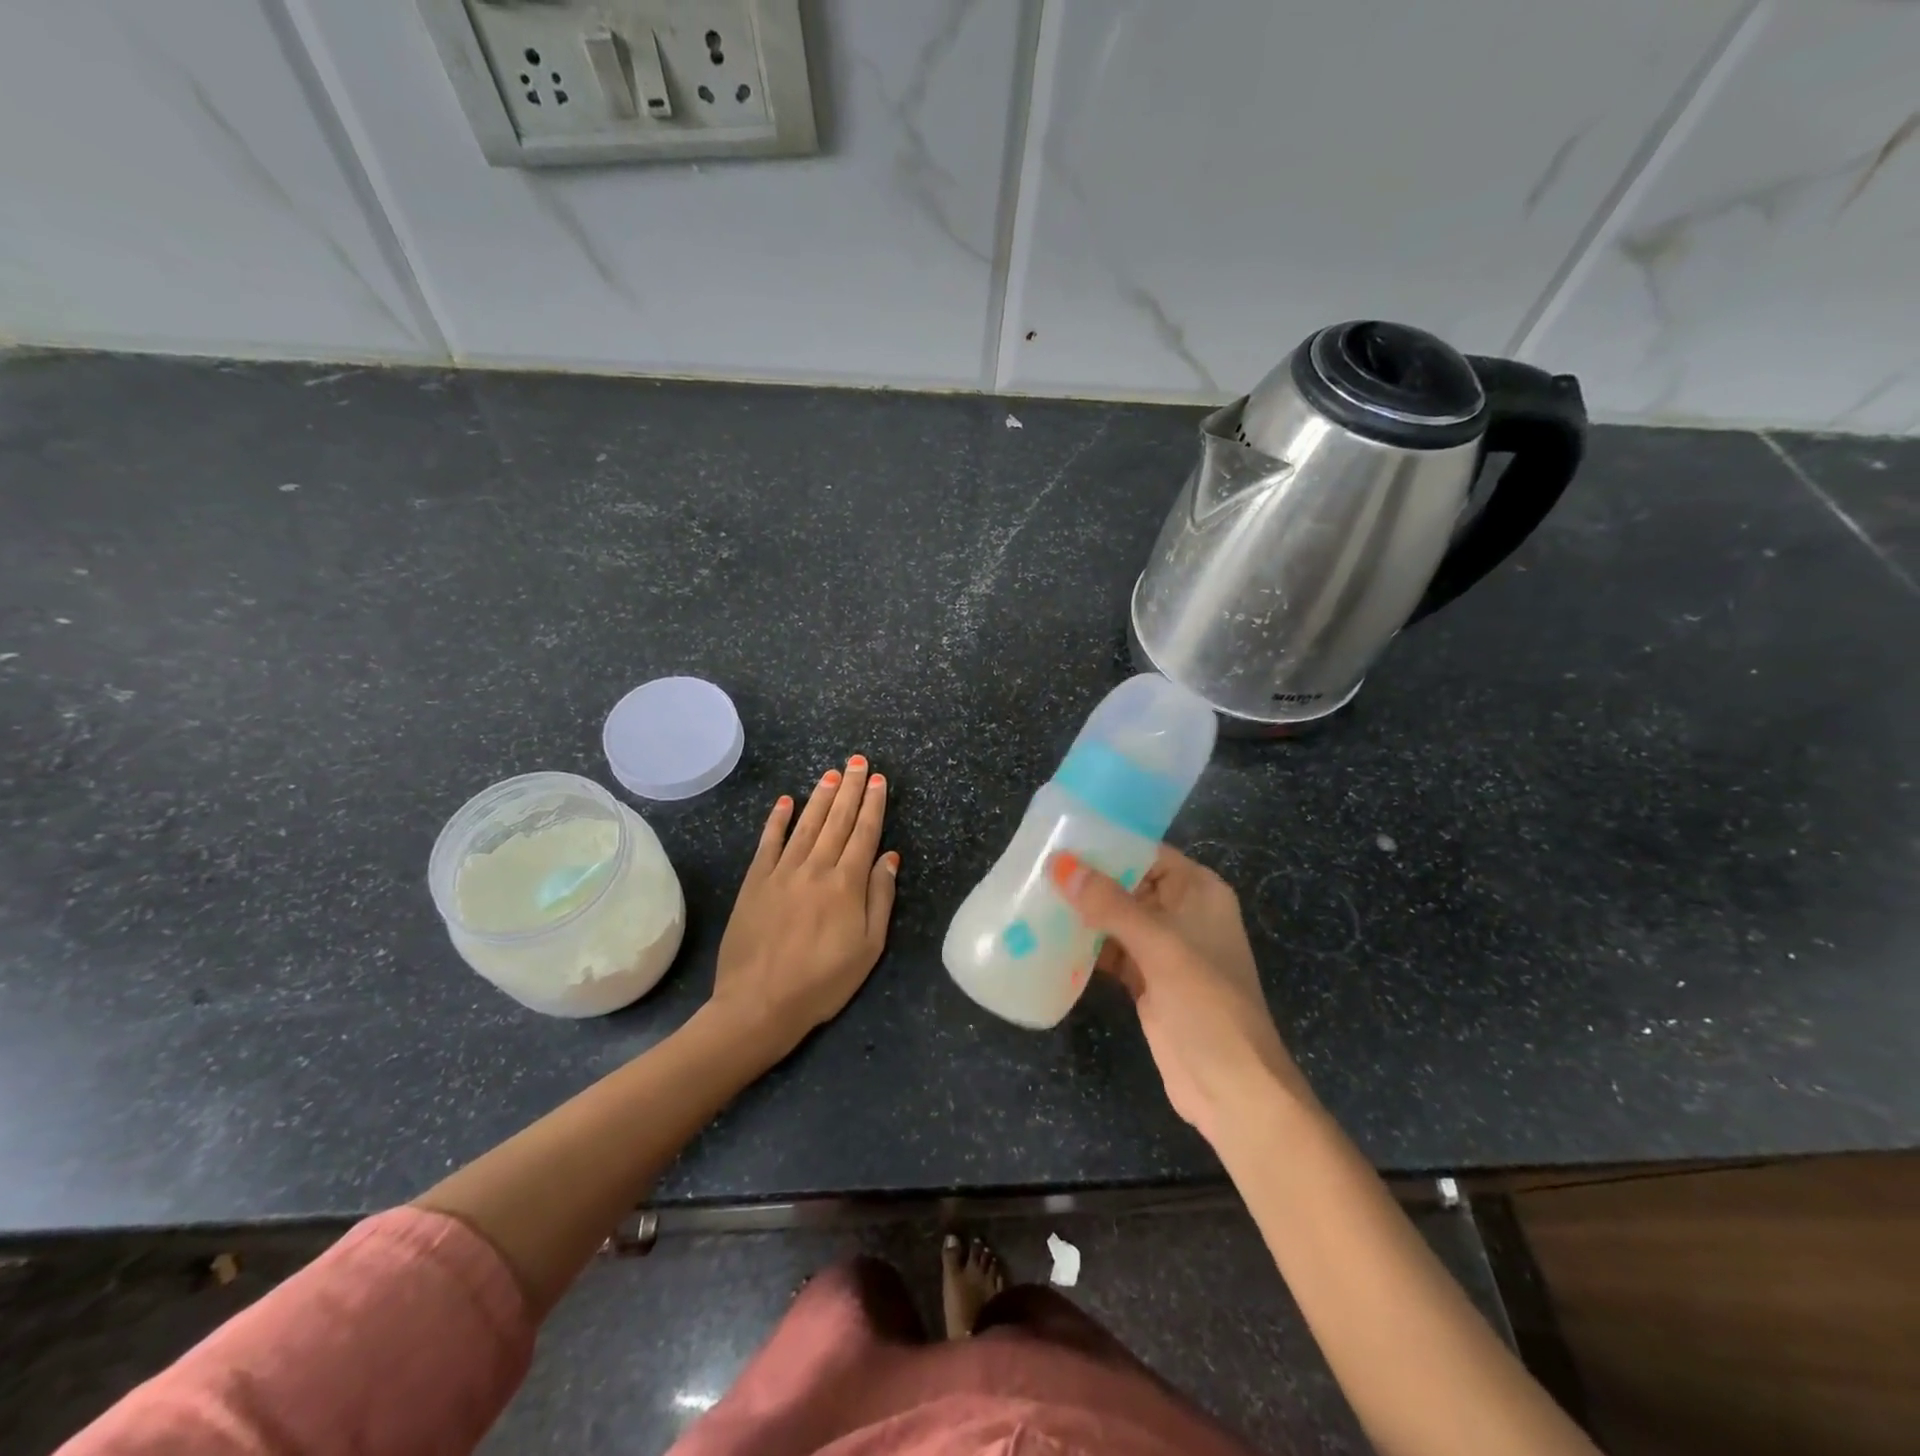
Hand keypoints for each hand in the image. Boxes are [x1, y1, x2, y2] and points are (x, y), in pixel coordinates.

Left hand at [712, 754, 898, 1060]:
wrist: (759, 1004)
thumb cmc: (822, 982)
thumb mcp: (868, 948)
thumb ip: (880, 898)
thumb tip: (890, 857)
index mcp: (846, 885)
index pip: (864, 834)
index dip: (873, 805)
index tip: (878, 780)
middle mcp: (815, 868)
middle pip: (837, 821)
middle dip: (849, 789)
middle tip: (857, 761)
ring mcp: (782, 872)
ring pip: (806, 825)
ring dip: (820, 797)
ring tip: (831, 773)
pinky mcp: (755, 882)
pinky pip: (769, 843)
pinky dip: (778, 820)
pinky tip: (786, 801)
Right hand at [1050, 846, 1312, 1143]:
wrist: (1231, 1088)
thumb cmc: (1206, 1003)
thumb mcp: (1159, 945)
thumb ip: (1110, 903)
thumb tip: (1061, 864)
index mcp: (1198, 891)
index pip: (1147, 852)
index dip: (1107, 844)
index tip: (1059, 838)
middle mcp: (1182, 913)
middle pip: (1128, 884)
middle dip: (1087, 880)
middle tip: (1036, 867)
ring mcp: (1164, 949)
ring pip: (1115, 919)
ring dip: (1081, 914)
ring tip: (1033, 897)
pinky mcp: (1147, 980)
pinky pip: (1110, 952)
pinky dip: (1084, 947)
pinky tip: (1048, 940)